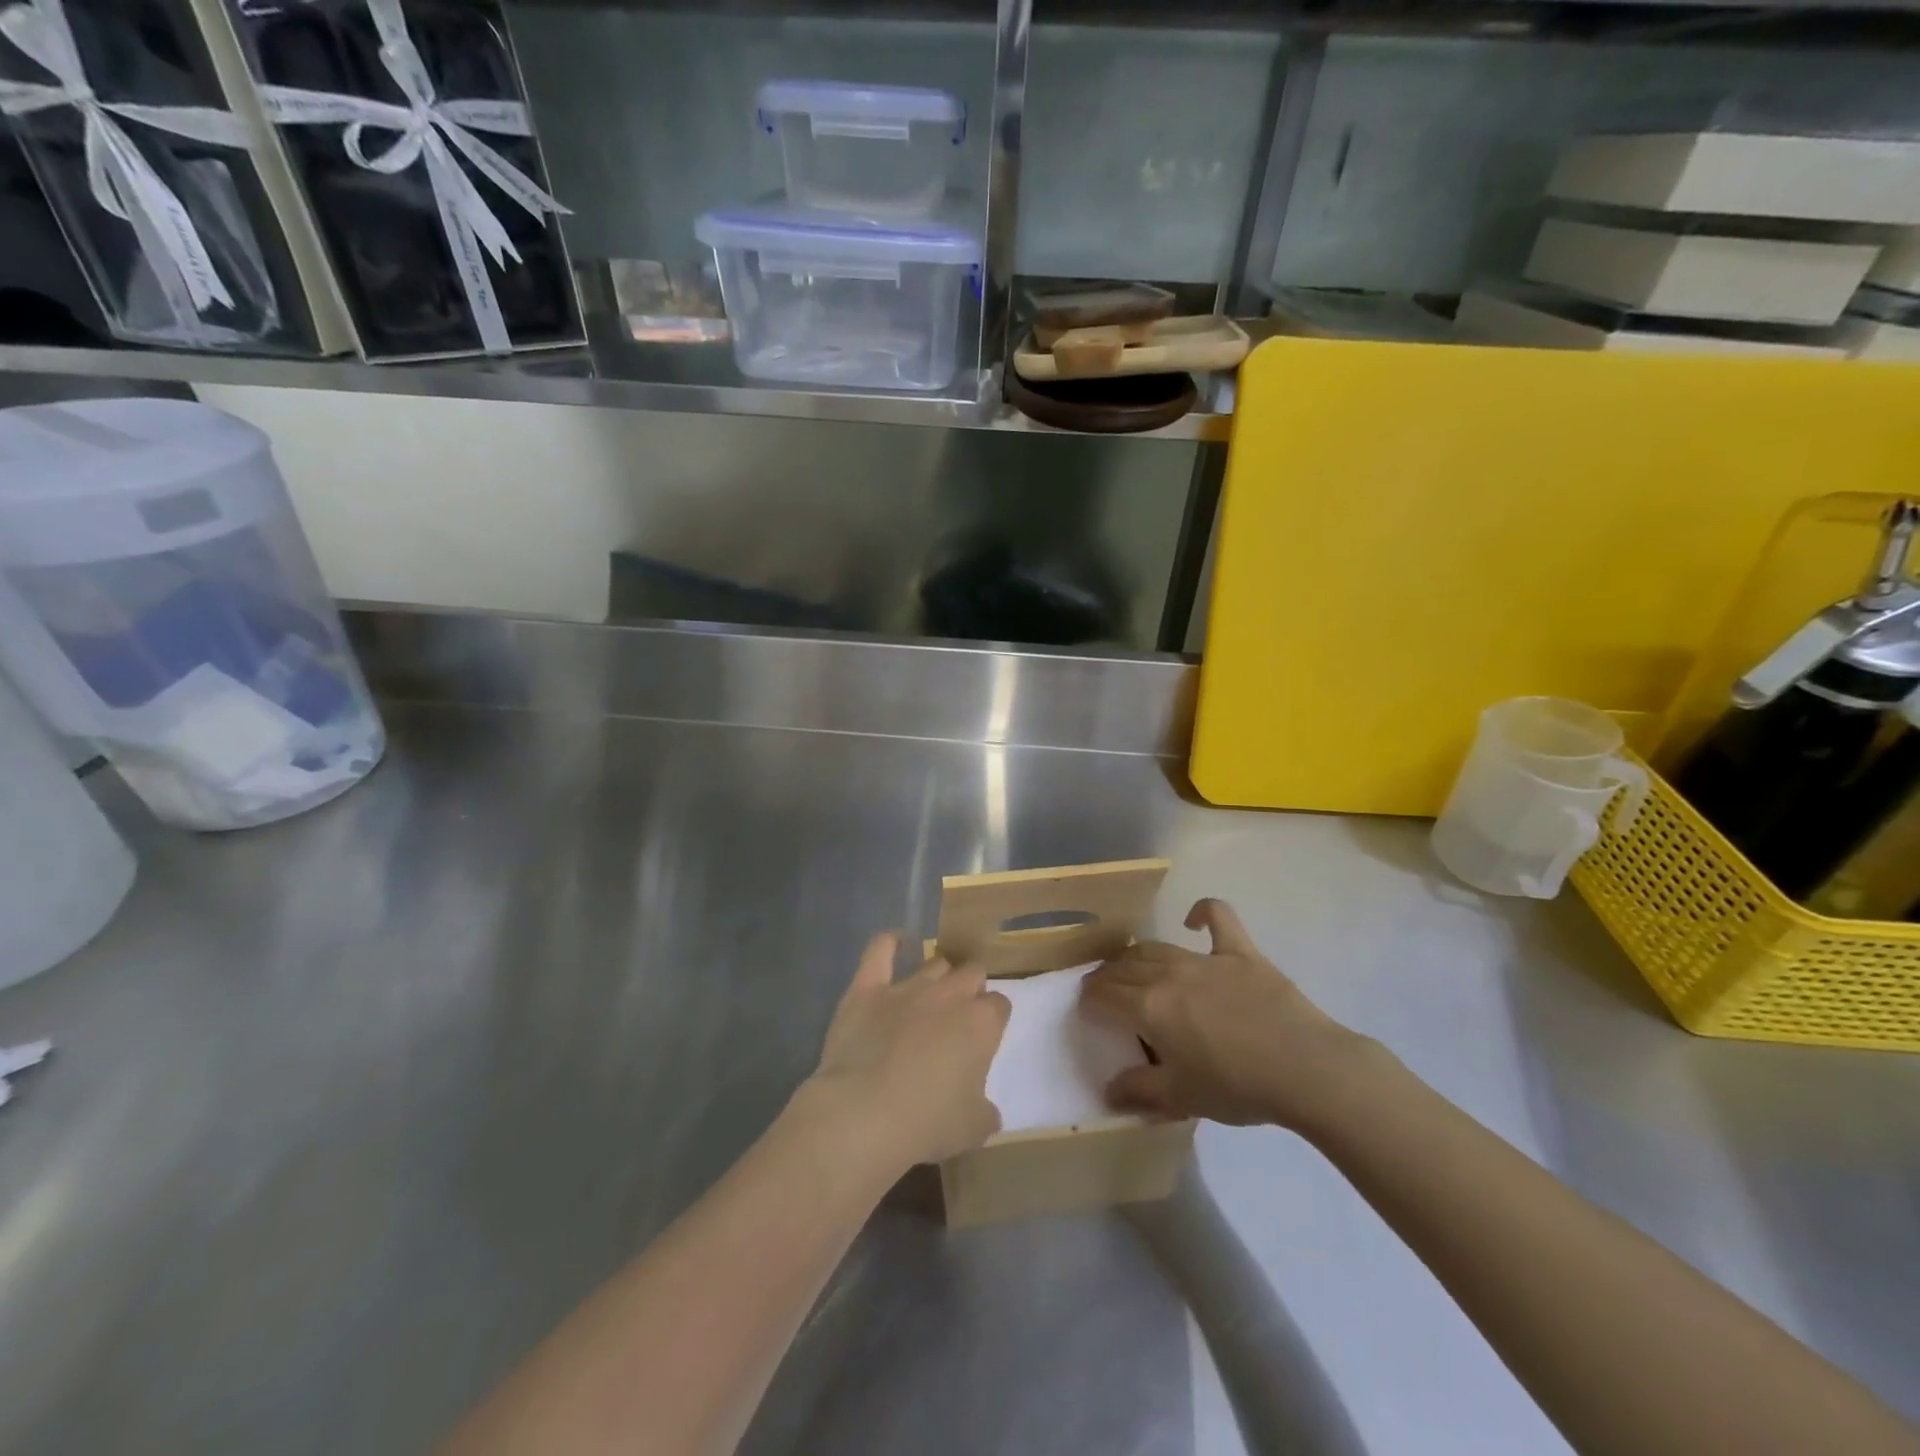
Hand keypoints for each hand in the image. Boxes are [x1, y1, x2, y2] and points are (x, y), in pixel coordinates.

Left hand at [805, 933, 1010, 1168]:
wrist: (863, 1115)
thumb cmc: (926, 1124)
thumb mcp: (972, 1130)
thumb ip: (985, 1112)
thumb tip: (987, 1111)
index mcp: (981, 1024)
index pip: (999, 1005)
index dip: (993, 1019)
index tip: (985, 1036)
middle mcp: (949, 995)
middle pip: (972, 972)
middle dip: (971, 988)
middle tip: (959, 1015)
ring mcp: (907, 987)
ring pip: (934, 964)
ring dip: (938, 976)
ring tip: (932, 994)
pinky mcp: (868, 988)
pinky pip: (880, 950)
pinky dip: (890, 942)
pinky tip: (897, 942)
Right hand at [1079, 898, 1378, 1131]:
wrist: (1306, 1070)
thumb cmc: (1239, 1088)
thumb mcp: (1182, 1098)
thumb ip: (1139, 1091)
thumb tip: (1107, 1091)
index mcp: (1149, 1008)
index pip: (1104, 995)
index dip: (1090, 1000)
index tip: (1087, 1008)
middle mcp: (1168, 974)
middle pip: (1124, 967)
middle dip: (1107, 977)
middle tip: (1105, 991)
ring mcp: (1205, 959)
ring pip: (1156, 947)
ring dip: (1137, 955)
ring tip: (1134, 967)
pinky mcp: (1240, 952)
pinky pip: (1218, 917)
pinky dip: (1202, 911)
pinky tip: (1193, 921)